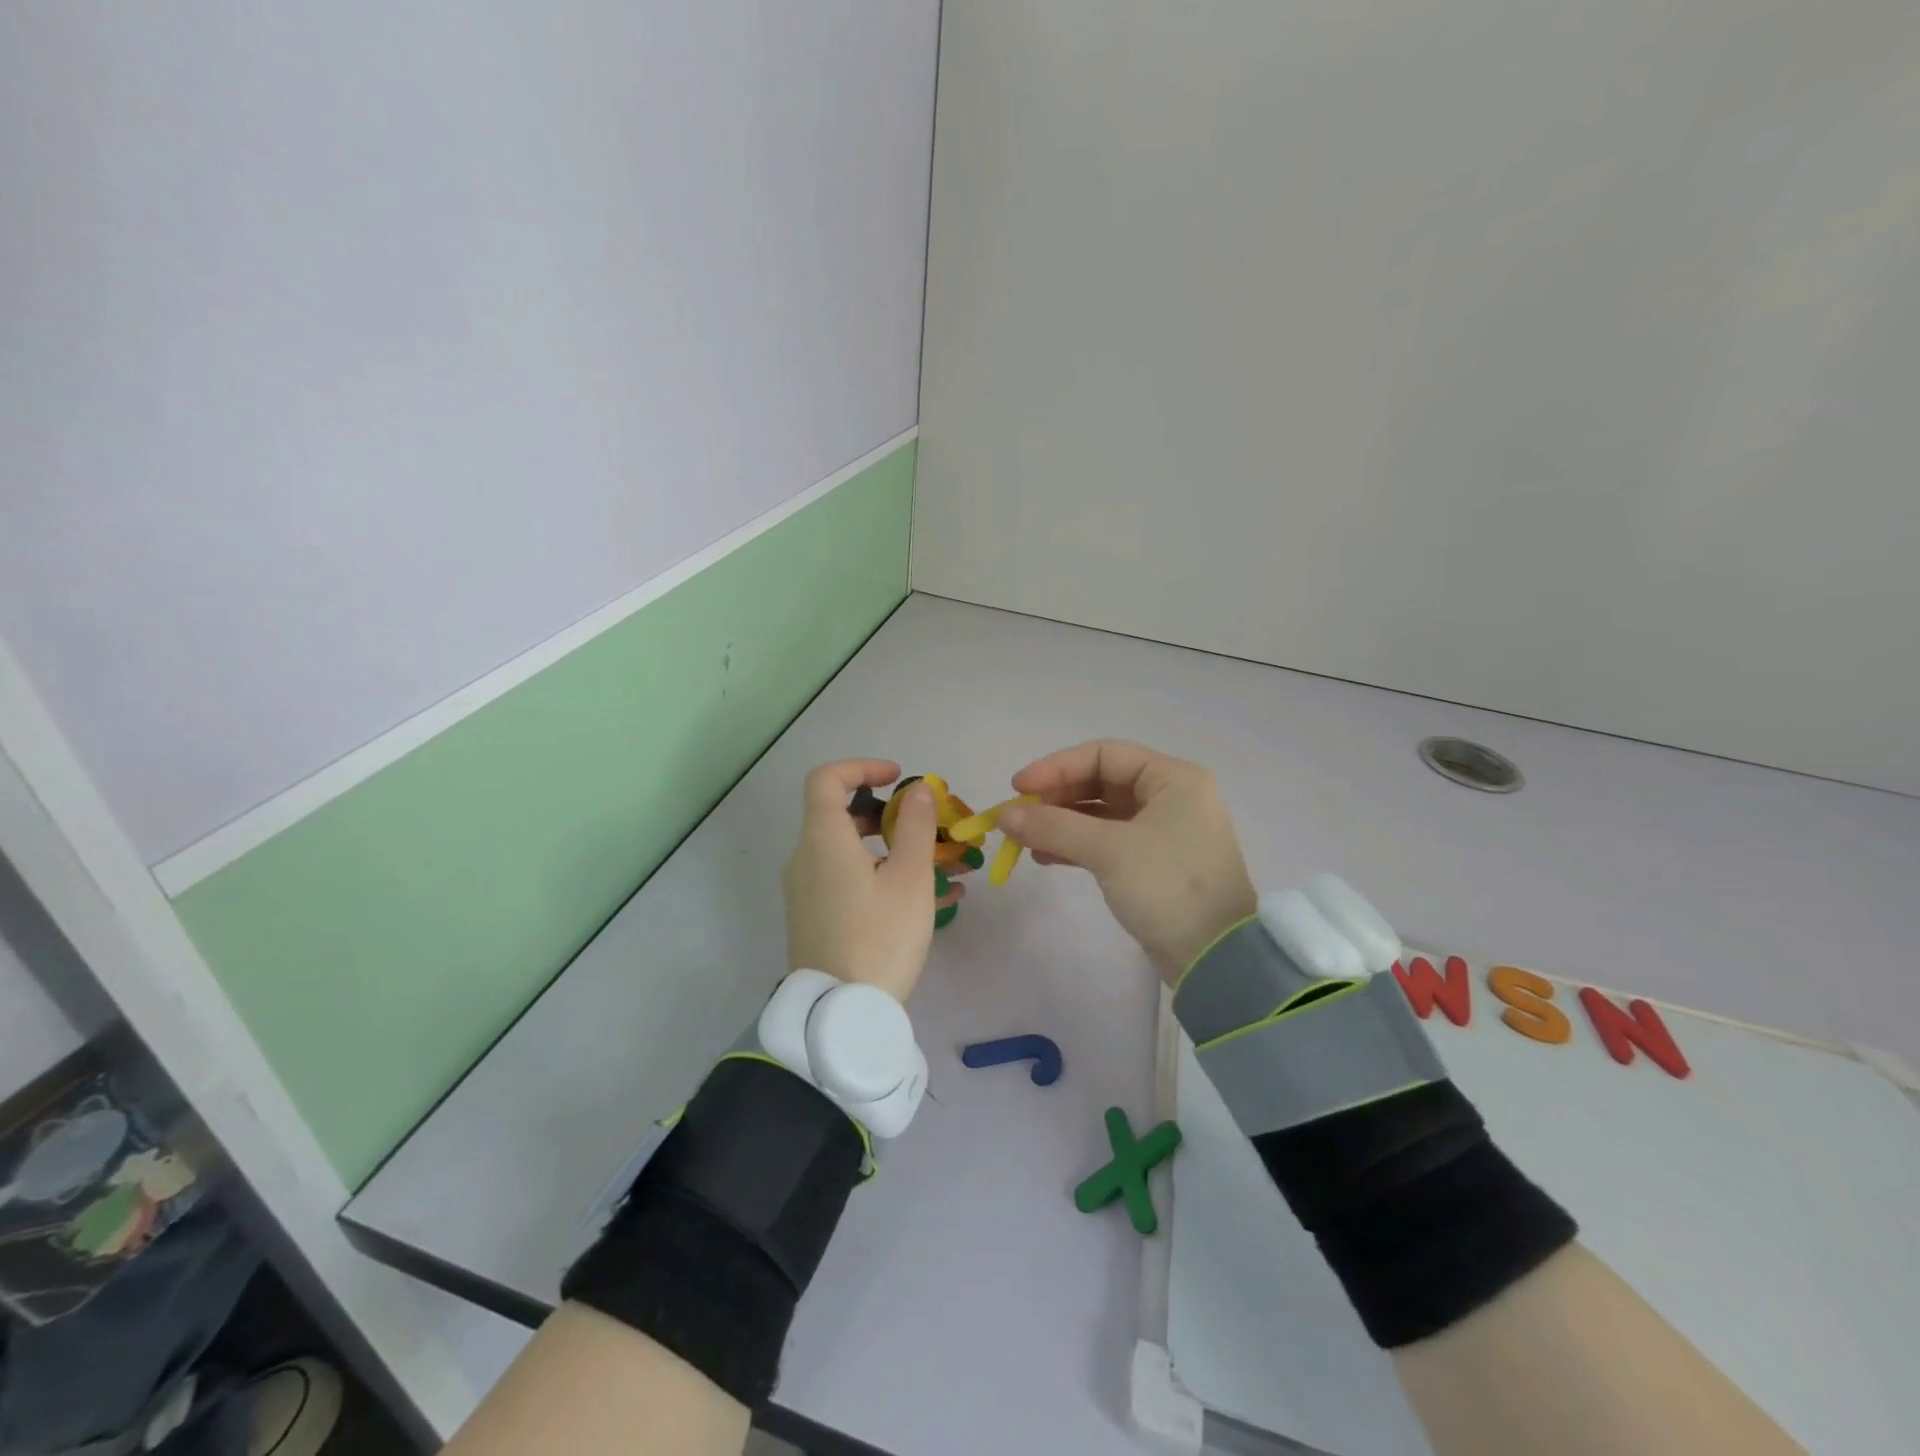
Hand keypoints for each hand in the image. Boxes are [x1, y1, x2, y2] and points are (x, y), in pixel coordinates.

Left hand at [783, 760, 940, 1002]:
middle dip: (885, 812)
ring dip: (889, 847)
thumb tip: (918, 789)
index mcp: (823, 840)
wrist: (839, 1015)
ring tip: (938, 866)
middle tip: (924, 826)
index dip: (863, 767)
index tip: (899, 778)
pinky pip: (845, 879)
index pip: (827, 779)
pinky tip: (924, 898)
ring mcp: (805, 890)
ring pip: (847, 850)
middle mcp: (806, 858)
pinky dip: (878, 873)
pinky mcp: (812, 916)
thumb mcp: (910, 878)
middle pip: (839, 814)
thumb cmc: (879, 937)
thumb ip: (915, 825)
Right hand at [998, 740, 1256, 982]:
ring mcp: (1164, 831)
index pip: (1104, 755)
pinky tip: (1044, 857)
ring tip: (1024, 838)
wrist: (1216, 959)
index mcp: (1173, 778)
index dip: (1056, 767)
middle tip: (1017, 816)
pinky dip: (1076, 845)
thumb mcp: (1108, 850)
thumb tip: (1003, 815)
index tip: (1018, 788)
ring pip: (1101, 813)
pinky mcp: (1154, 862)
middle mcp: (1171, 796)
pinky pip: (1107, 841)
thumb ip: (1053, 826)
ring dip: (1061, 822)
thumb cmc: (1167, 887)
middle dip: (1056, 797)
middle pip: (1101, 781)